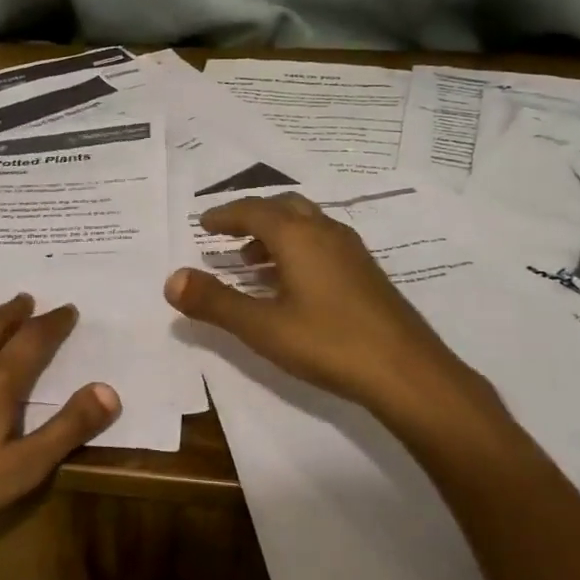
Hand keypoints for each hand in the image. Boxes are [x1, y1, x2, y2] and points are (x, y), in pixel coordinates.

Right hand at [163, 193, 467, 415]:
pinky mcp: (367, 272)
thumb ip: (214, 302)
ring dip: (275, 234)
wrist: (407, 372)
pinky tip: (292, 284)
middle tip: (227, 235)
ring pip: (306, 225)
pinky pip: (323, 243)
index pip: (252, 211)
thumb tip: (172, 279)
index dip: (224, 216)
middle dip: (251, 217)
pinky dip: (298, 249)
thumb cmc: (328, 343)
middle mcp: (325, 232)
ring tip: (252, 263)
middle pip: (283, 208)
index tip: (203, 223)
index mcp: (298, 236)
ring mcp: (351, 251)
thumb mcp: (261, 327)